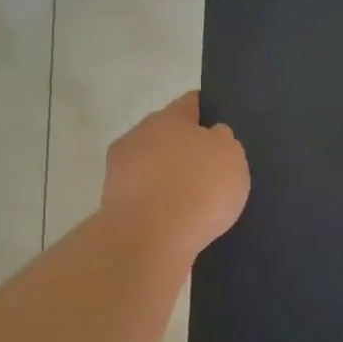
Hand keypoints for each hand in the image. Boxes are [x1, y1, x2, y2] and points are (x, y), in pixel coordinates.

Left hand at [101, 91, 249, 262]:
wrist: (148, 238)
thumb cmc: (198, 188)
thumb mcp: (230, 157)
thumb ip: (222, 141)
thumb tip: (210, 138)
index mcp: (169, 117)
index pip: (192, 103)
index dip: (208, 112)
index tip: (221, 129)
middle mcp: (139, 134)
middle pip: (167, 134)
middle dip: (185, 148)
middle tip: (209, 169)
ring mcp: (120, 168)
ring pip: (151, 164)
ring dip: (166, 176)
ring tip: (191, 200)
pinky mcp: (111, 201)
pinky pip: (142, 194)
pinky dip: (155, 203)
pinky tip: (172, 219)